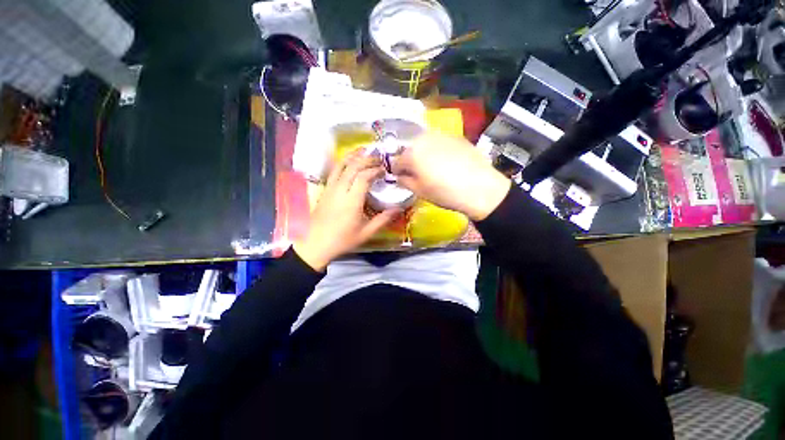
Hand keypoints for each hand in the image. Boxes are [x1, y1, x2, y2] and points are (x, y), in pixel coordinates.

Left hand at [294, 151, 399, 271]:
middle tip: (378, 158)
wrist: (315, 245)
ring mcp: (330, 189)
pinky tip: (349, 162)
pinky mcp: (324, 190)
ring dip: (353, 156)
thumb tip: (399, 209)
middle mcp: (340, 190)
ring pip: (340, 165)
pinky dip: (343, 163)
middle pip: (352, 166)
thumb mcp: (366, 233)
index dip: (375, 170)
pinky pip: (334, 171)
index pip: (364, 176)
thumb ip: (383, 219)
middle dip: (367, 159)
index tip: (384, 170)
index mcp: (351, 201)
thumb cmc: (342, 240)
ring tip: (363, 150)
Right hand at [392, 132, 510, 220]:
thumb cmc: (444, 192)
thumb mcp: (420, 191)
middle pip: (411, 150)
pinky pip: (440, 143)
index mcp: (411, 153)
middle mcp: (424, 139)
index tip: (401, 178)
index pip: (396, 162)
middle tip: (418, 174)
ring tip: (433, 168)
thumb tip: (399, 177)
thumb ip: (404, 182)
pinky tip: (448, 163)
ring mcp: (441, 135)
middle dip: (411, 161)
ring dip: (424, 154)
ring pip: (425, 144)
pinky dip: (439, 151)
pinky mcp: (456, 137)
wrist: (479, 187)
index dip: (397, 172)